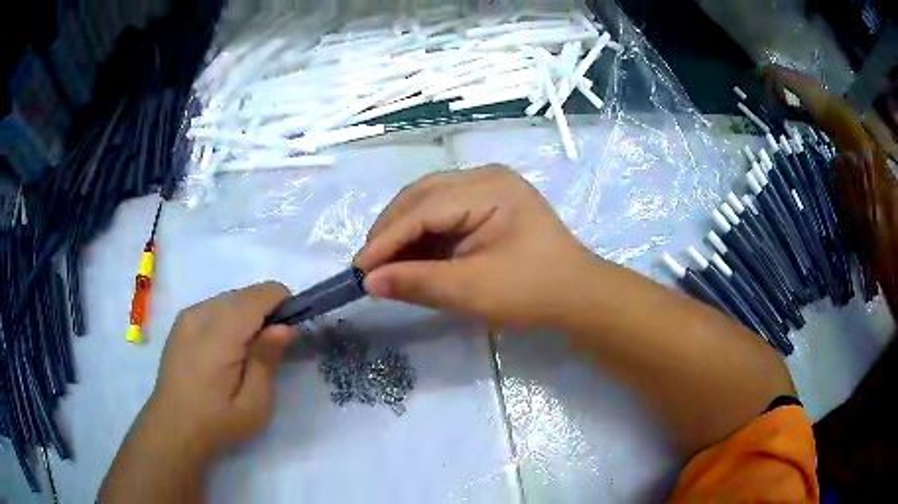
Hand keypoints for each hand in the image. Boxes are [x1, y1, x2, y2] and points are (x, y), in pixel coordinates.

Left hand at [144, 282, 293, 460]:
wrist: (172, 428)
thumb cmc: (217, 423)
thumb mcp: (254, 404)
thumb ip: (267, 360)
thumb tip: (284, 327)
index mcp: (221, 333)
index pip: (261, 294)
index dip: (283, 305)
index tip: (290, 333)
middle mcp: (201, 314)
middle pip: (246, 293)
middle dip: (265, 312)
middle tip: (270, 350)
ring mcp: (188, 316)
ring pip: (229, 298)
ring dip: (246, 315)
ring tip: (247, 353)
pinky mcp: (181, 323)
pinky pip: (214, 306)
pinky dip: (229, 318)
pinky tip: (225, 350)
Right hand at [354, 166, 597, 327]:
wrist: (578, 296)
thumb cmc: (533, 291)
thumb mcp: (473, 290)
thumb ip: (418, 282)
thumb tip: (369, 283)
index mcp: (489, 188)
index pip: (423, 208)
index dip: (386, 239)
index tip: (358, 269)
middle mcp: (485, 177)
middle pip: (422, 197)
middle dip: (391, 231)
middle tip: (368, 266)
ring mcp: (488, 188)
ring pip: (428, 203)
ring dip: (403, 233)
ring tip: (383, 264)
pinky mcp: (487, 204)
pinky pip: (443, 213)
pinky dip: (423, 236)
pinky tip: (409, 257)